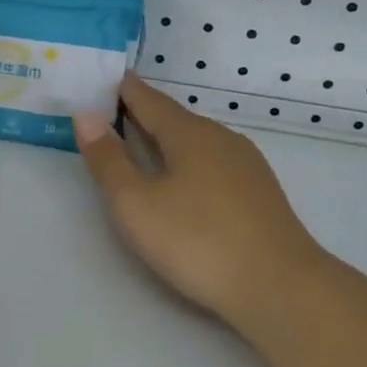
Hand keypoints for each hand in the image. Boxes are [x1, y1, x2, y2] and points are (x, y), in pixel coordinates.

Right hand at [74, 76, 329, 330]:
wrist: (281, 287)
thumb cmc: (198, 241)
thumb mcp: (136, 204)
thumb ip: (108, 160)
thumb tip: (86, 115)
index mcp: (189, 133)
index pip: (149, 100)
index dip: (123, 89)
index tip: (103, 79)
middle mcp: (221, 138)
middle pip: (175, 119)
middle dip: (143, 115)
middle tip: (111, 114)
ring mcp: (246, 165)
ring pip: (197, 142)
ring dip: (167, 140)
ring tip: (142, 147)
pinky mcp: (259, 193)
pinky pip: (214, 163)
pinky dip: (189, 162)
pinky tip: (185, 181)